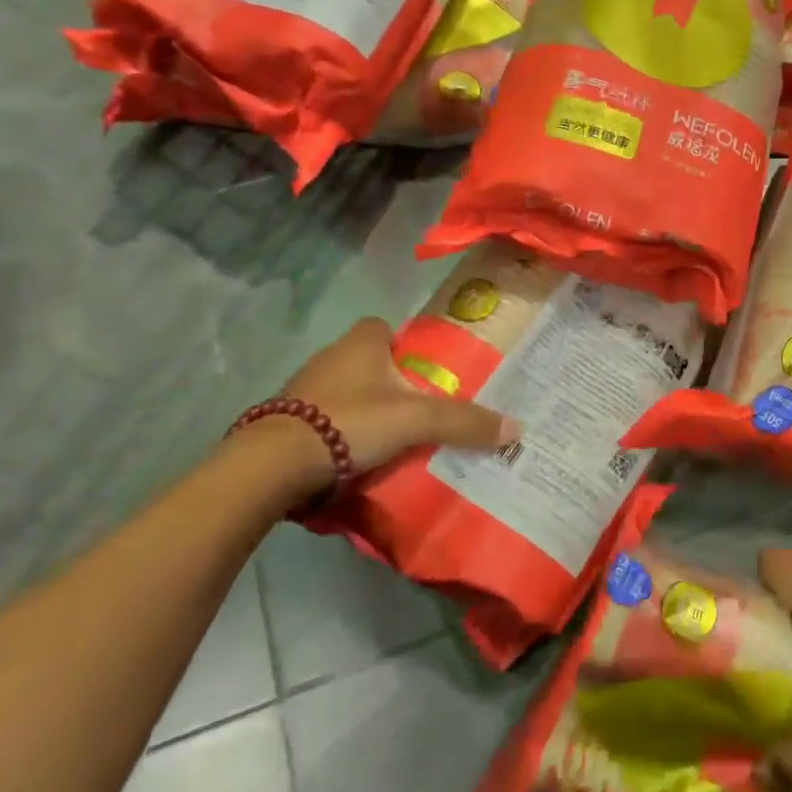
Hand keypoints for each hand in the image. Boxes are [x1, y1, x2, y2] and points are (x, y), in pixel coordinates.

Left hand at [229, 318, 520, 502]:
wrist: (275, 463)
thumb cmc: (351, 421)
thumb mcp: (417, 421)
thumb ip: (464, 422)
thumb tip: (517, 429)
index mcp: (360, 341)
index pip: (385, 327)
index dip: (405, 345)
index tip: (425, 371)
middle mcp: (329, 356)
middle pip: (368, 362)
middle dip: (390, 382)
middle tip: (419, 409)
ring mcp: (302, 389)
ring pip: (346, 392)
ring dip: (365, 409)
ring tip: (392, 438)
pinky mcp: (286, 421)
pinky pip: (323, 420)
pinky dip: (340, 433)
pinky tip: (357, 457)